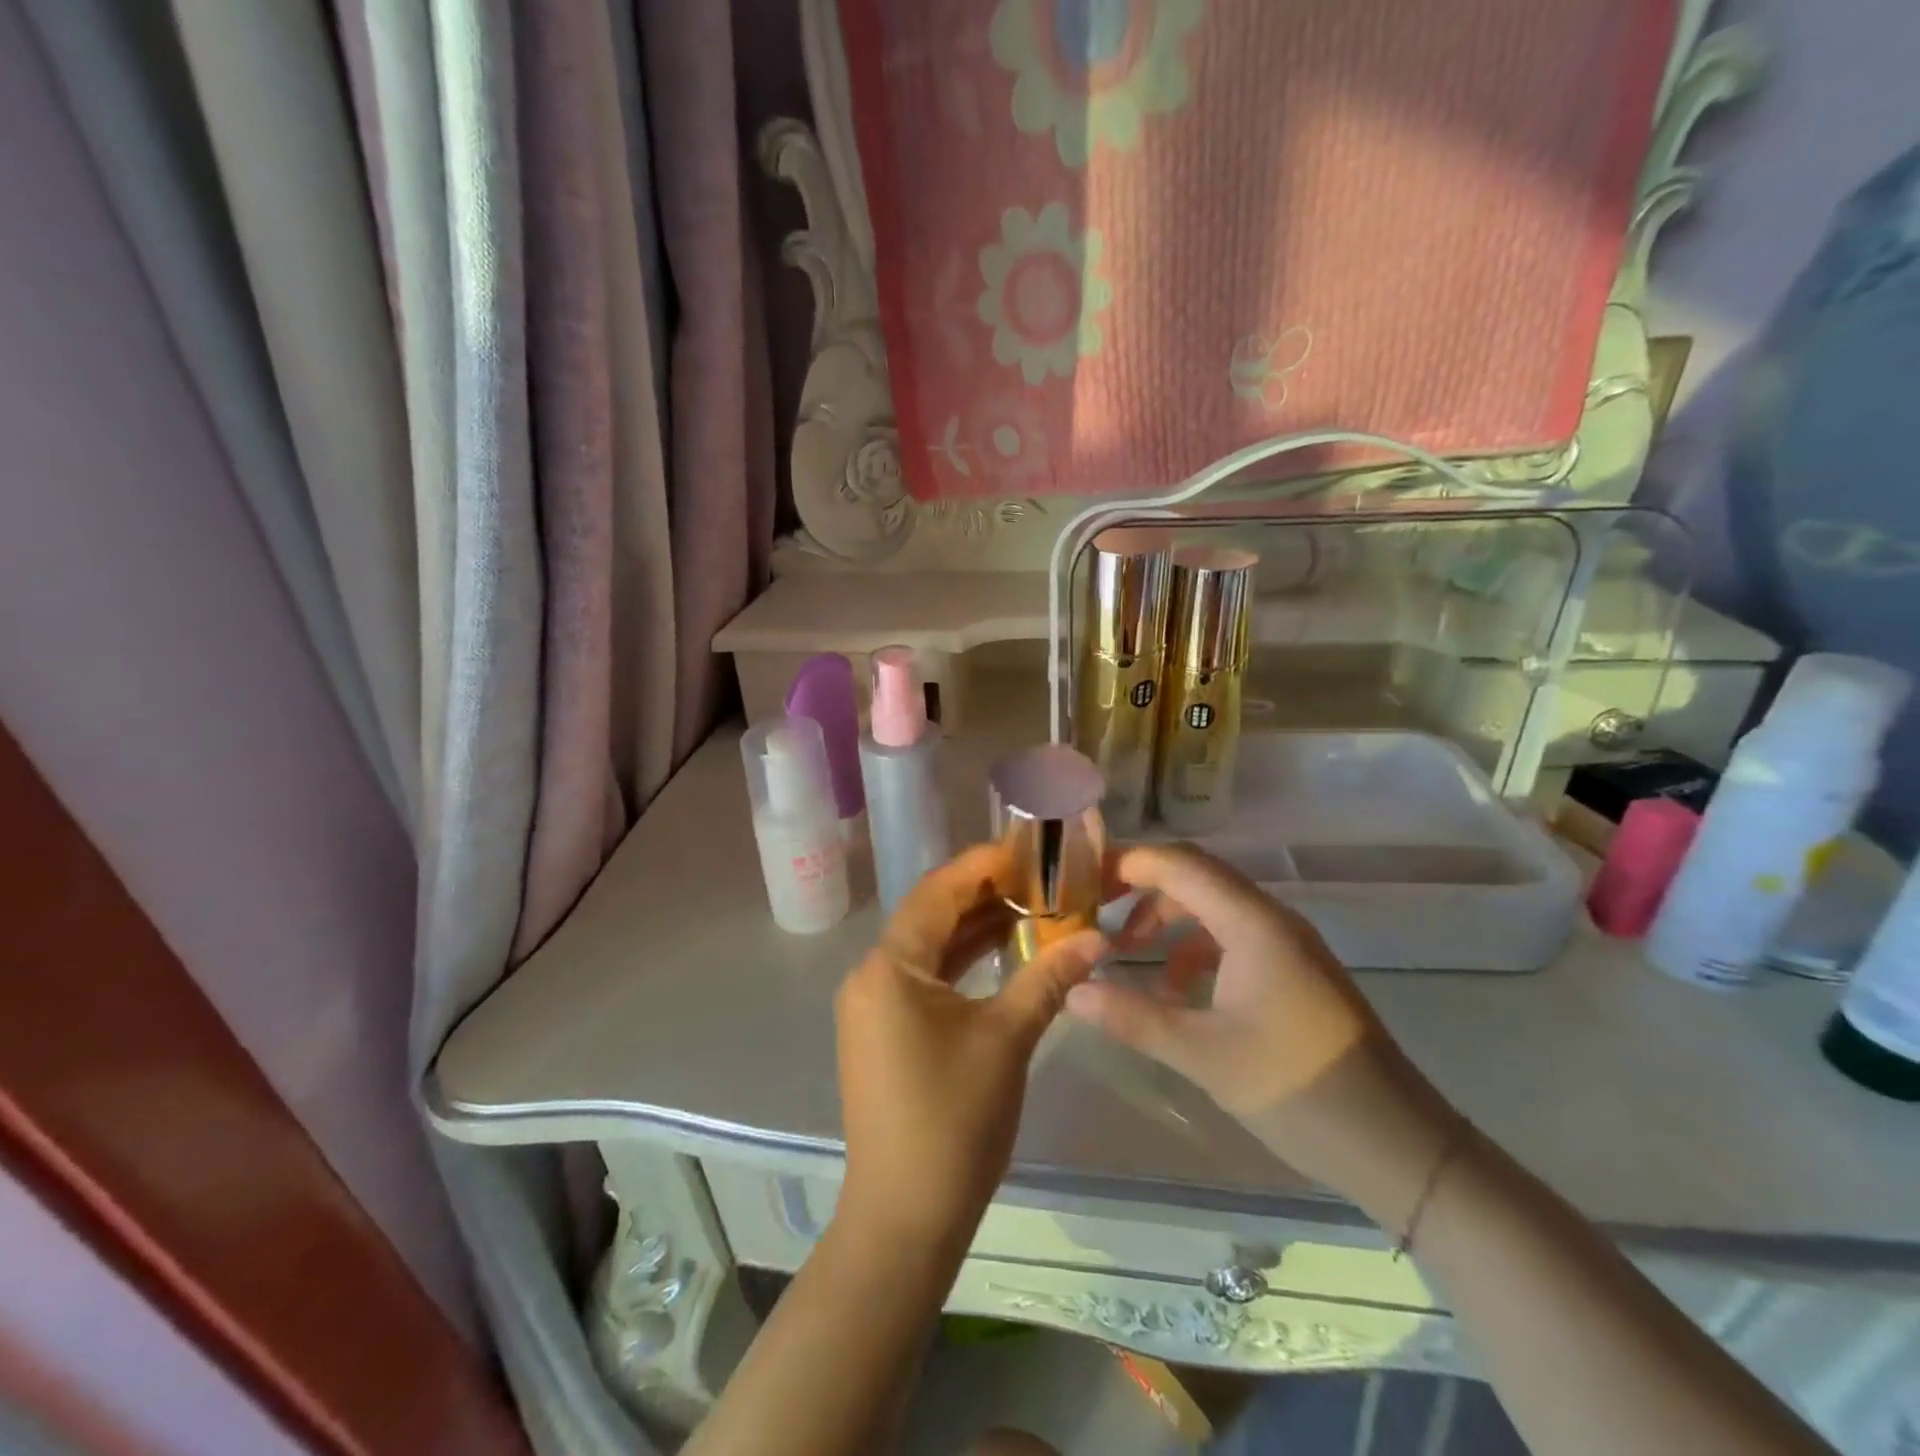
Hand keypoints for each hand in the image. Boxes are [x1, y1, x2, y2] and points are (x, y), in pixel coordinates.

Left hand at [834, 844, 1104, 1247]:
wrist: (904, 1217)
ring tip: (1028, 908)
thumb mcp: (1007, 1039)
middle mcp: (871, 975)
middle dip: (982, 894)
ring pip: (928, 948)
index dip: (982, 865)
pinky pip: (924, 978)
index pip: (937, 892)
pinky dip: (960, 962)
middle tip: (1037, 878)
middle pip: (930, 915)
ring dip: (973, 928)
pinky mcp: (883, 1032)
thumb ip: (1049, 979)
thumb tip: (1097, 937)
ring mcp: (873, 1006)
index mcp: (890, 966)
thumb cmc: (954, 1120)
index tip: (1026, 849)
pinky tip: (999, 954)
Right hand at [1065, 843, 1452, 1207]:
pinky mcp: (1294, 971)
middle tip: (1096, 914)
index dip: (1129, 862)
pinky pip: (1232, 937)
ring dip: (1167, 920)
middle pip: (1195, 877)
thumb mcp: (1203, 1055)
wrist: (1397, 1144)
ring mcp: (1286, 944)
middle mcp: (1270, 919)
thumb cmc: (1298, 1088)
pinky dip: (1194, 949)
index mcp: (1252, 923)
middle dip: (1142, 889)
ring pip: (1213, 907)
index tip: (1083, 882)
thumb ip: (1133, 1017)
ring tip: (1128, 955)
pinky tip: (1175, 991)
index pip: (1180, 864)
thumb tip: (1073, 992)